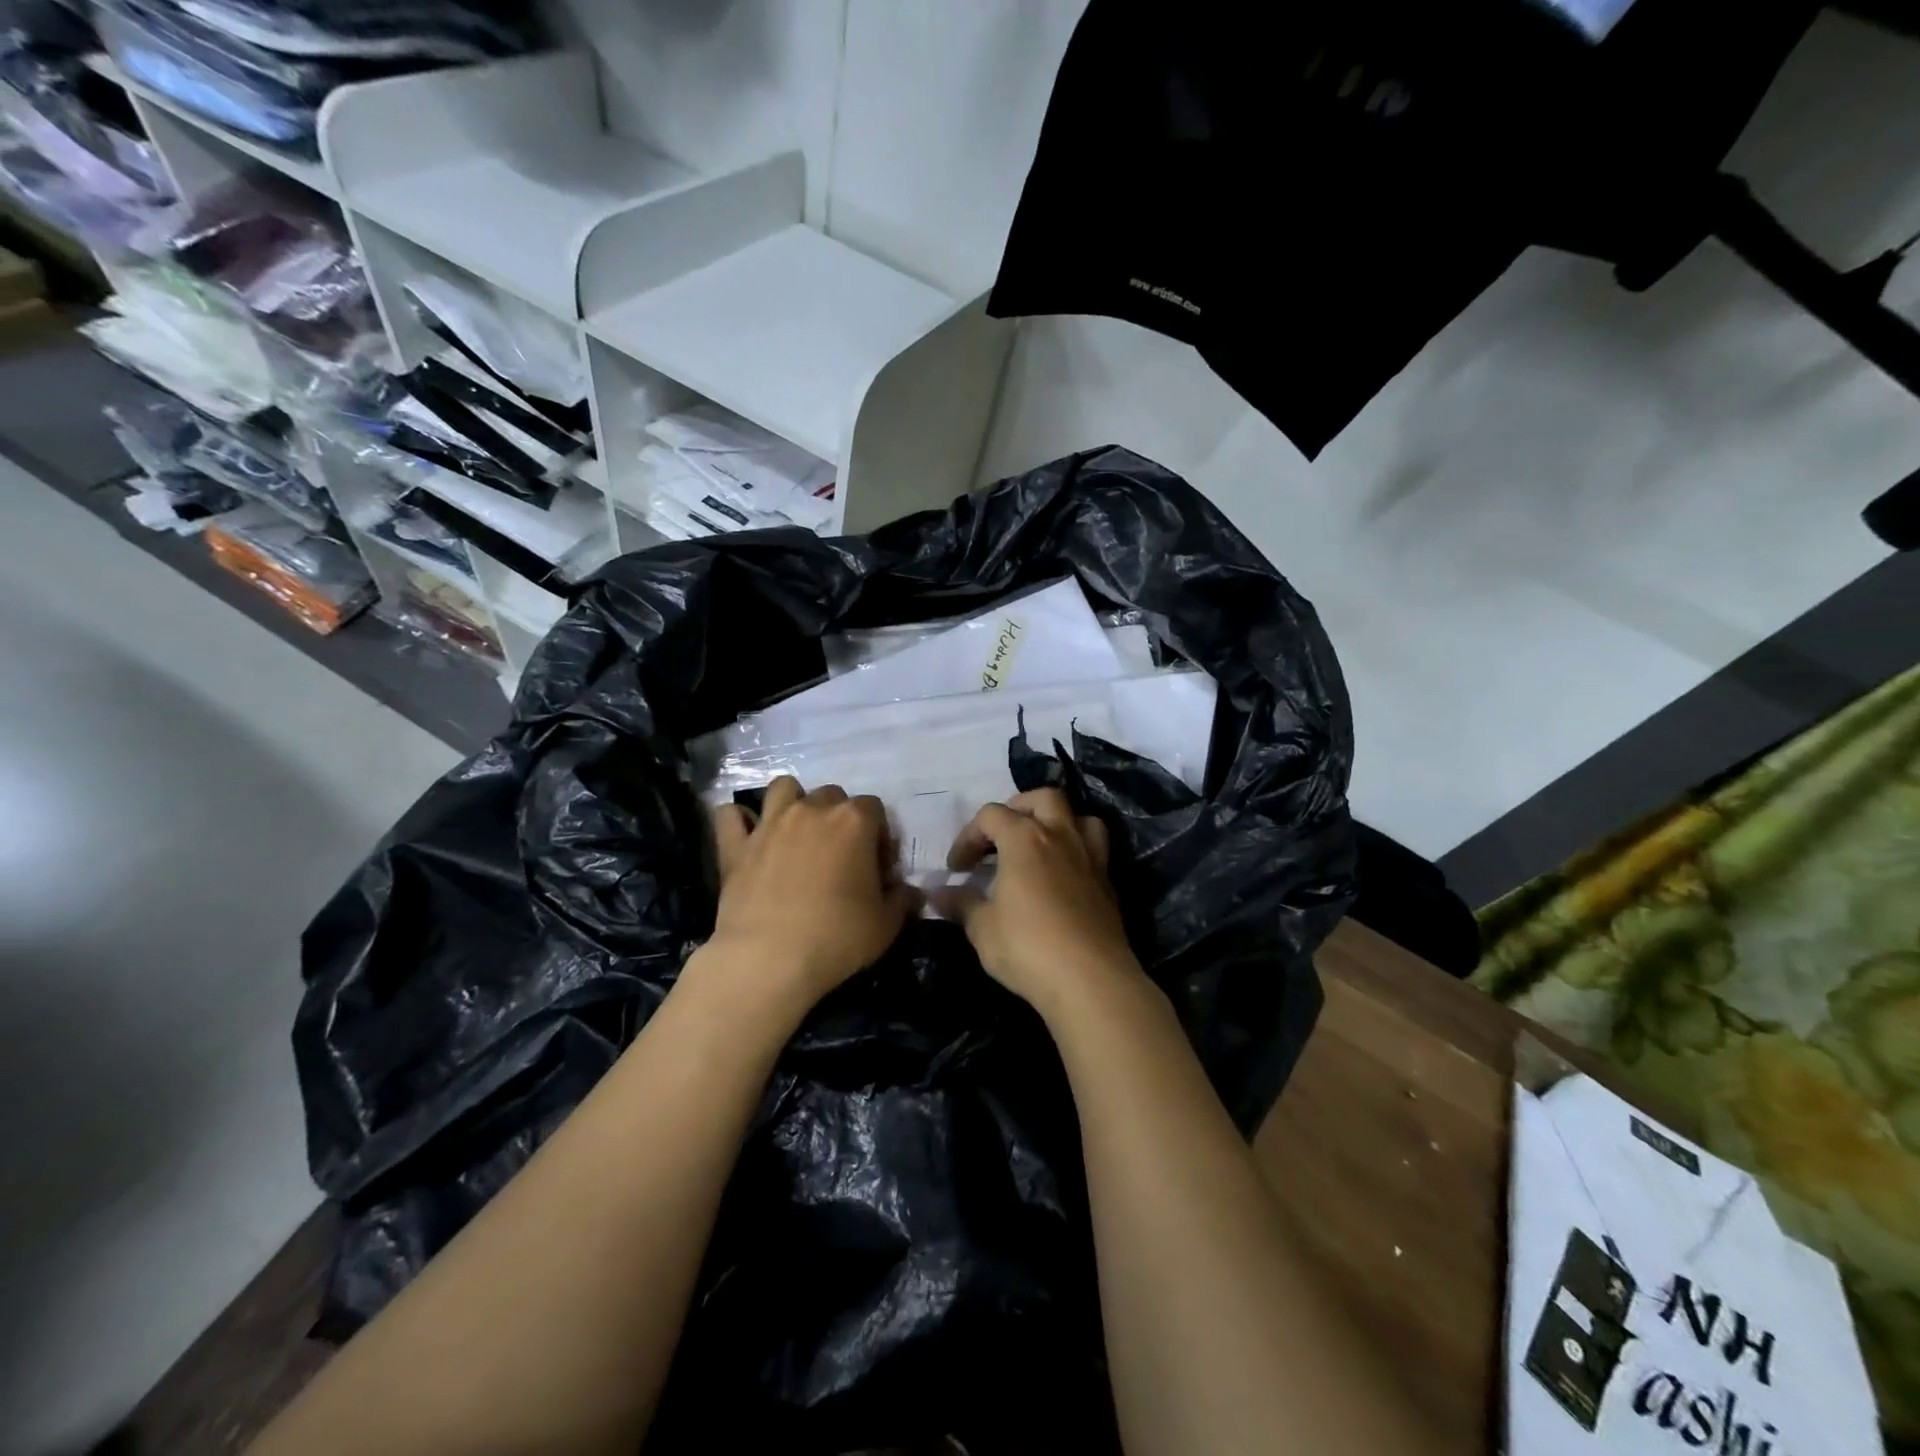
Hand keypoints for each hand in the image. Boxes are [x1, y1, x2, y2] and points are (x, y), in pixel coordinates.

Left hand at [709, 776, 917, 1005]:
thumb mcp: (886, 925)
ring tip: (797, 833)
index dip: (879, 835)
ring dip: (792, 802)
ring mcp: (770, 824)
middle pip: (832, 794)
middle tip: (839, 854)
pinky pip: (730, 815)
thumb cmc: (837, 938)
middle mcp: (812, 810)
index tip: (877, 867)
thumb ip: (902, 900)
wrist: (769, 960)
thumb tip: (908, 891)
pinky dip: (739, 821)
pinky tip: (748, 837)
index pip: (875, 808)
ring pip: (783, 787)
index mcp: (854, 822)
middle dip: (839, 817)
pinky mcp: (736, 845)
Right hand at [934, 788, 1143, 1018]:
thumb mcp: (982, 928)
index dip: (967, 836)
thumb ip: (961, 904)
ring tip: (1041, 845)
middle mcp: (1060, 836)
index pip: (990, 816)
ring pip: (1078, 816)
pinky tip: (1063, 877)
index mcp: (1024, 839)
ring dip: (1057, 822)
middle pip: (1042, 798)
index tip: (956, 868)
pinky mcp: (1108, 882)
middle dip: (1018, 809)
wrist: (1090, 979)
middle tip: (1001, 837)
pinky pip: (1094, 848)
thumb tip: (937, 894)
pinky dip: (1076, 851)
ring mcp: (1090, 857)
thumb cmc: (1028, 947)